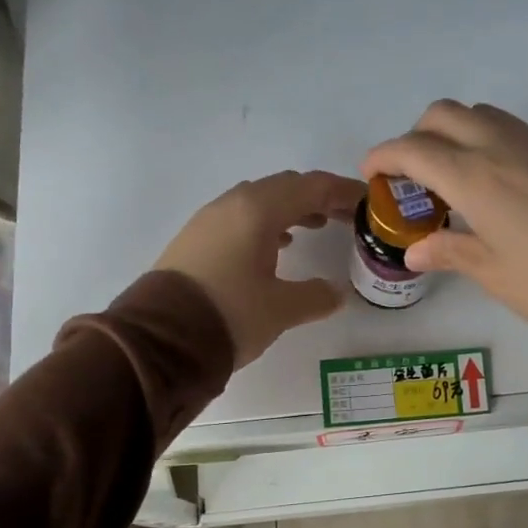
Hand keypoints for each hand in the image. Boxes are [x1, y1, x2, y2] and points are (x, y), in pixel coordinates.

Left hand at [156, 171, 365, 367]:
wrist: (159, 340)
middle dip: (318, 197)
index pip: (311, 186)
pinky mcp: (196, 239)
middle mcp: (232, 204)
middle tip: (346, 216)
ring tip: (317, 226)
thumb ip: (316, 296)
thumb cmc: (229, 315)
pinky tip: (277, 246)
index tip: (368, 203)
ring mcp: (209, 220)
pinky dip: (267, 224)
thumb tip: (336, 293)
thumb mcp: (281, 309)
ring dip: (291, 209)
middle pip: (285, 187)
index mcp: (258, 210)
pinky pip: (241, 218)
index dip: (343, 191)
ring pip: (260, 201)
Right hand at [361, 102, 527, 342]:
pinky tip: (495, 184)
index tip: (372, 175)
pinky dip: (487, 141)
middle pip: (445, 114)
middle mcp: (503, 147)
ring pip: (482, 115)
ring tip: (453, 178)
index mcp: (476, 177)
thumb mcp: (493, 274)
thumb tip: (416, 251)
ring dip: (454, 133)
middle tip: (413, 177)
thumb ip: (450, 252)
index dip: (384, 156)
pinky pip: (513, 130)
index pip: (415, 148)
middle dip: (416, 135)